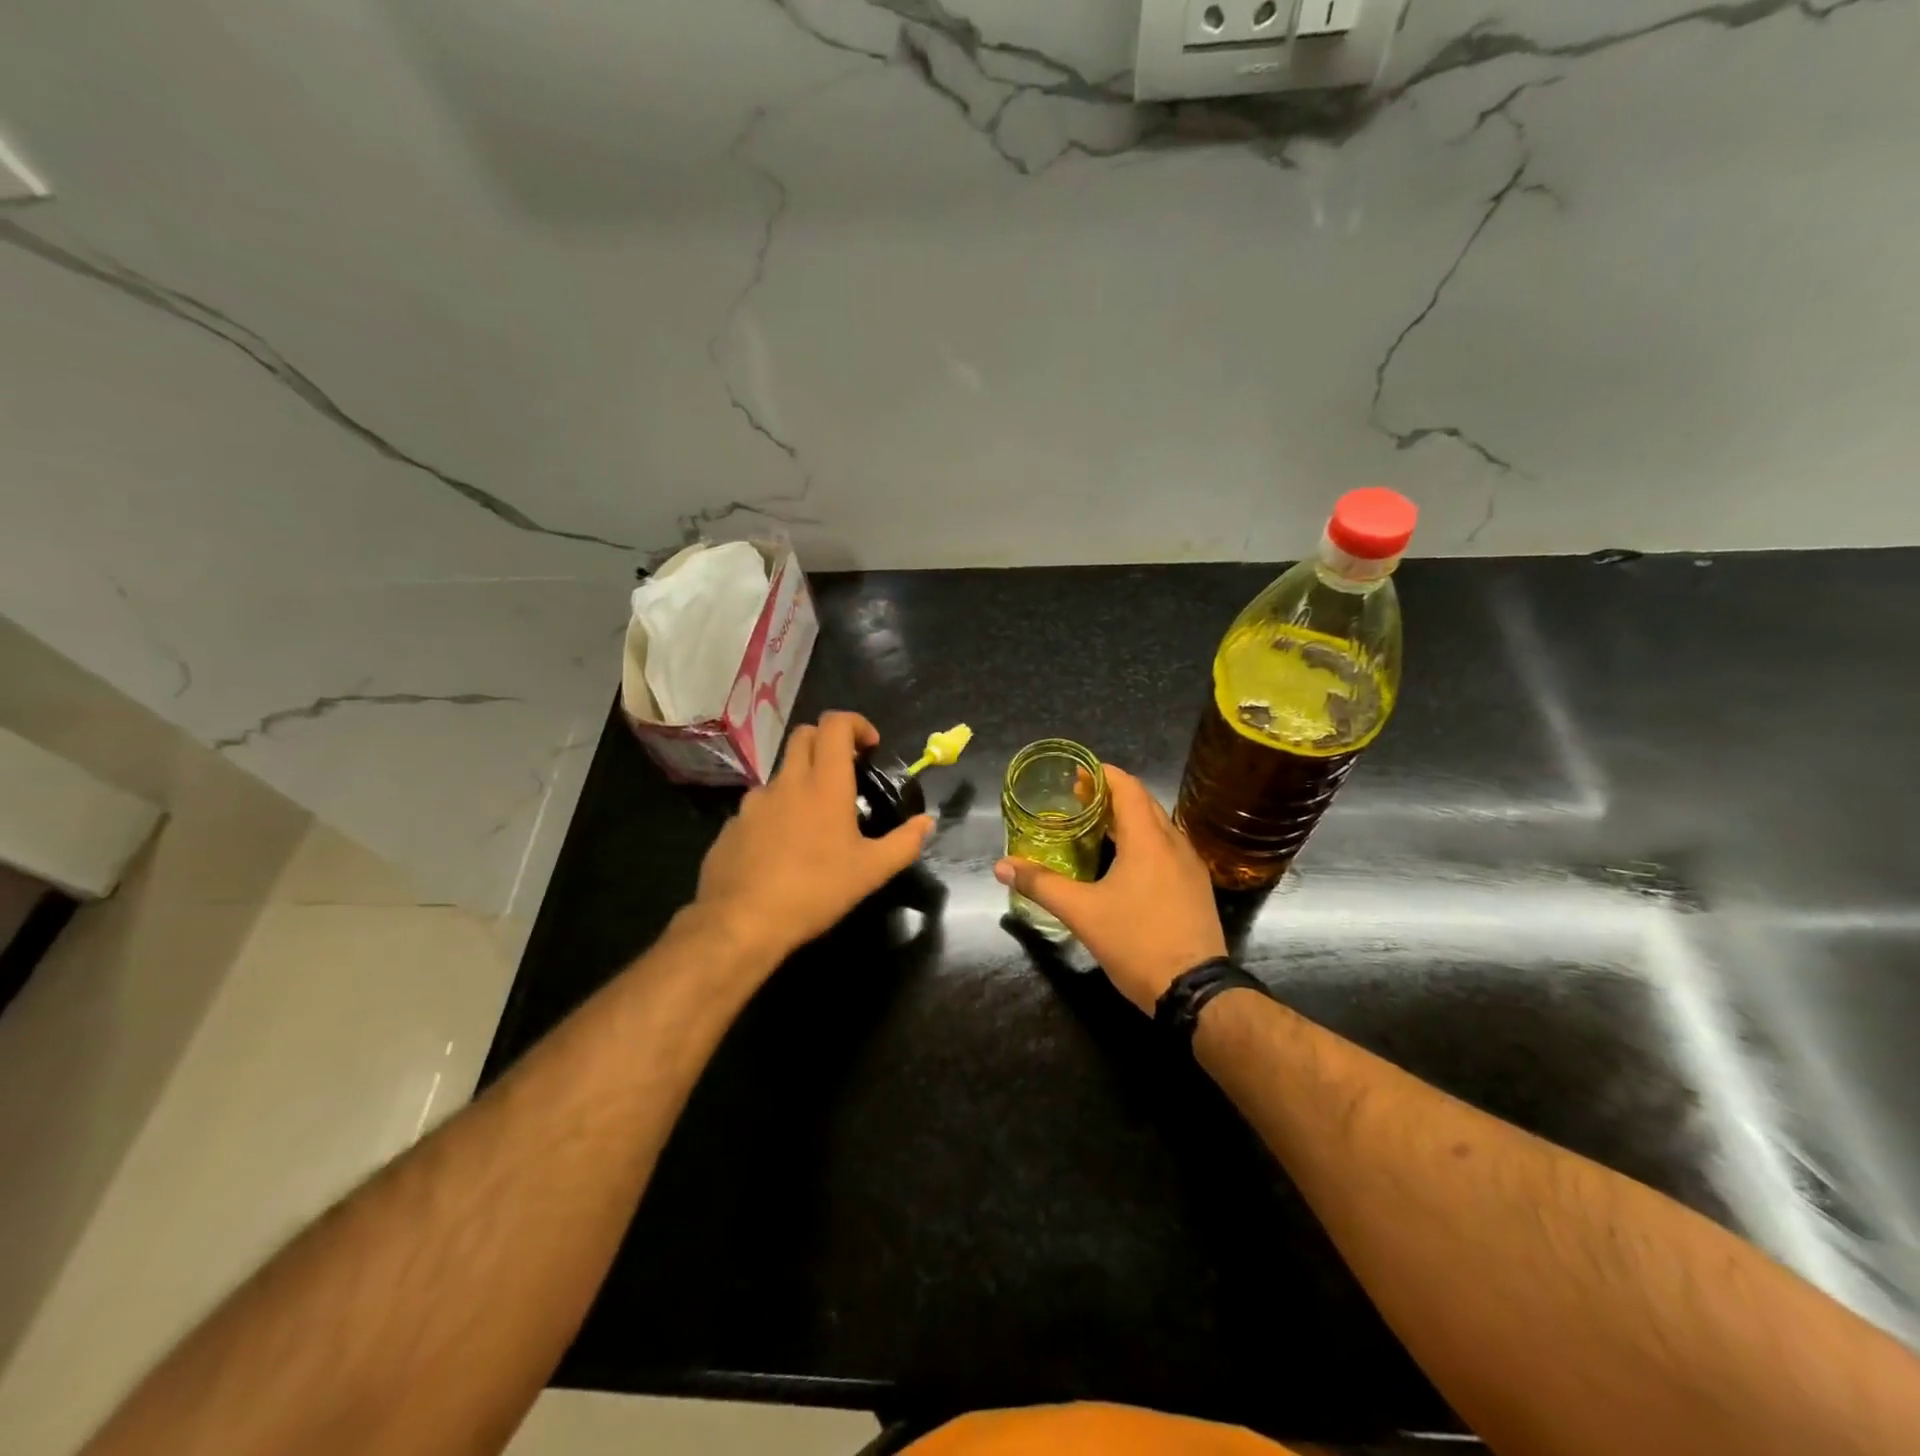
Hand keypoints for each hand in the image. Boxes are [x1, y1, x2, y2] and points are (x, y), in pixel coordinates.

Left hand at [694, 711, 933, 966]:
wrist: (742, 922)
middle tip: (845, 771)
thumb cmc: (815, 891)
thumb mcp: (871, 872)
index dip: (855, 724)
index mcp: (824, 784)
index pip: (835, 724)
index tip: (869, 747)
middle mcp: (787, 782)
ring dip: (801, 780)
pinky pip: (759, 807)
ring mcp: (754, 802)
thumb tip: (926, 823)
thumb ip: (904, 843)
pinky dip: (777, 812)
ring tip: (814, 820)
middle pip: (804, 735)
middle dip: (828, 741)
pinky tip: (783, 849)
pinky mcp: (732, 825)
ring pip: (781, 773)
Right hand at [994, 765, 1226, 1014]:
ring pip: (1158, 827)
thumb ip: (1041, 884)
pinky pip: (1167, 849)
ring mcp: (1190, 866)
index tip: (1076, 773)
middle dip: (1111, 795)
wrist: (1195, 989)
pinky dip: (1144, 841)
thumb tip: (1001, 866)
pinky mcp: (1196, 888)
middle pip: (1143, 803)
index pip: (1127, 787)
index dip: (1102, 774)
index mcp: (1148, 839)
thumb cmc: (1136, 942)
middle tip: (1077, 799)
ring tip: (1096, 827)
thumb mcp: (1081, 912)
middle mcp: (1174, 843)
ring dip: (1129, 819)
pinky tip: (1125, 862)